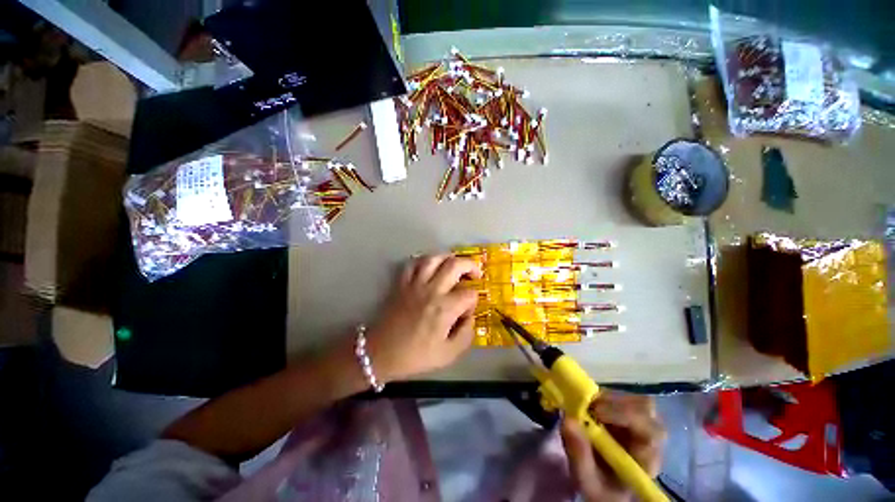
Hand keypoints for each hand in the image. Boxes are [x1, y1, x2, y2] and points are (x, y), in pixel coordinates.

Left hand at [366, 254, 481, 382]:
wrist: (380, 353)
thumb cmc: (415, 356)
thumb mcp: (448, 354)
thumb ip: (466, 335)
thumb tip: (470, 317)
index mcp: (444, 308)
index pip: (469, 294)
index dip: (474, 301)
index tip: (468, 311)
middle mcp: (431, 290)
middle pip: (455, 265)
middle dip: (470, 266)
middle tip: (475, 274)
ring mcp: (415, 284)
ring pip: (434, 258)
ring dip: (448, 257)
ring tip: (454, 264)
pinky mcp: (401, 283)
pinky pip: (412, 263)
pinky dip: (423, 260)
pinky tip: (430, 266)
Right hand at [560, 392, 665, 501]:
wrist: (606, 490)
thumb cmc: (601, 490)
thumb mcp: (588, 482)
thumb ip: (579, 456)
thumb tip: (567, 419)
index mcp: (647, 457)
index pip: (650, 429)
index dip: (625, 414)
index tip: (596, 411)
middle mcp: (649, 437)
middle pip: (645, 408)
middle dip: (614, 402)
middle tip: (588, 405)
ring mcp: (639, 424)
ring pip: (632, 399)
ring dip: (607, 398)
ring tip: (586, 406)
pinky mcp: (626, 416)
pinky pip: (620, 398)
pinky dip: (602, 397)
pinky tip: (588, 406)